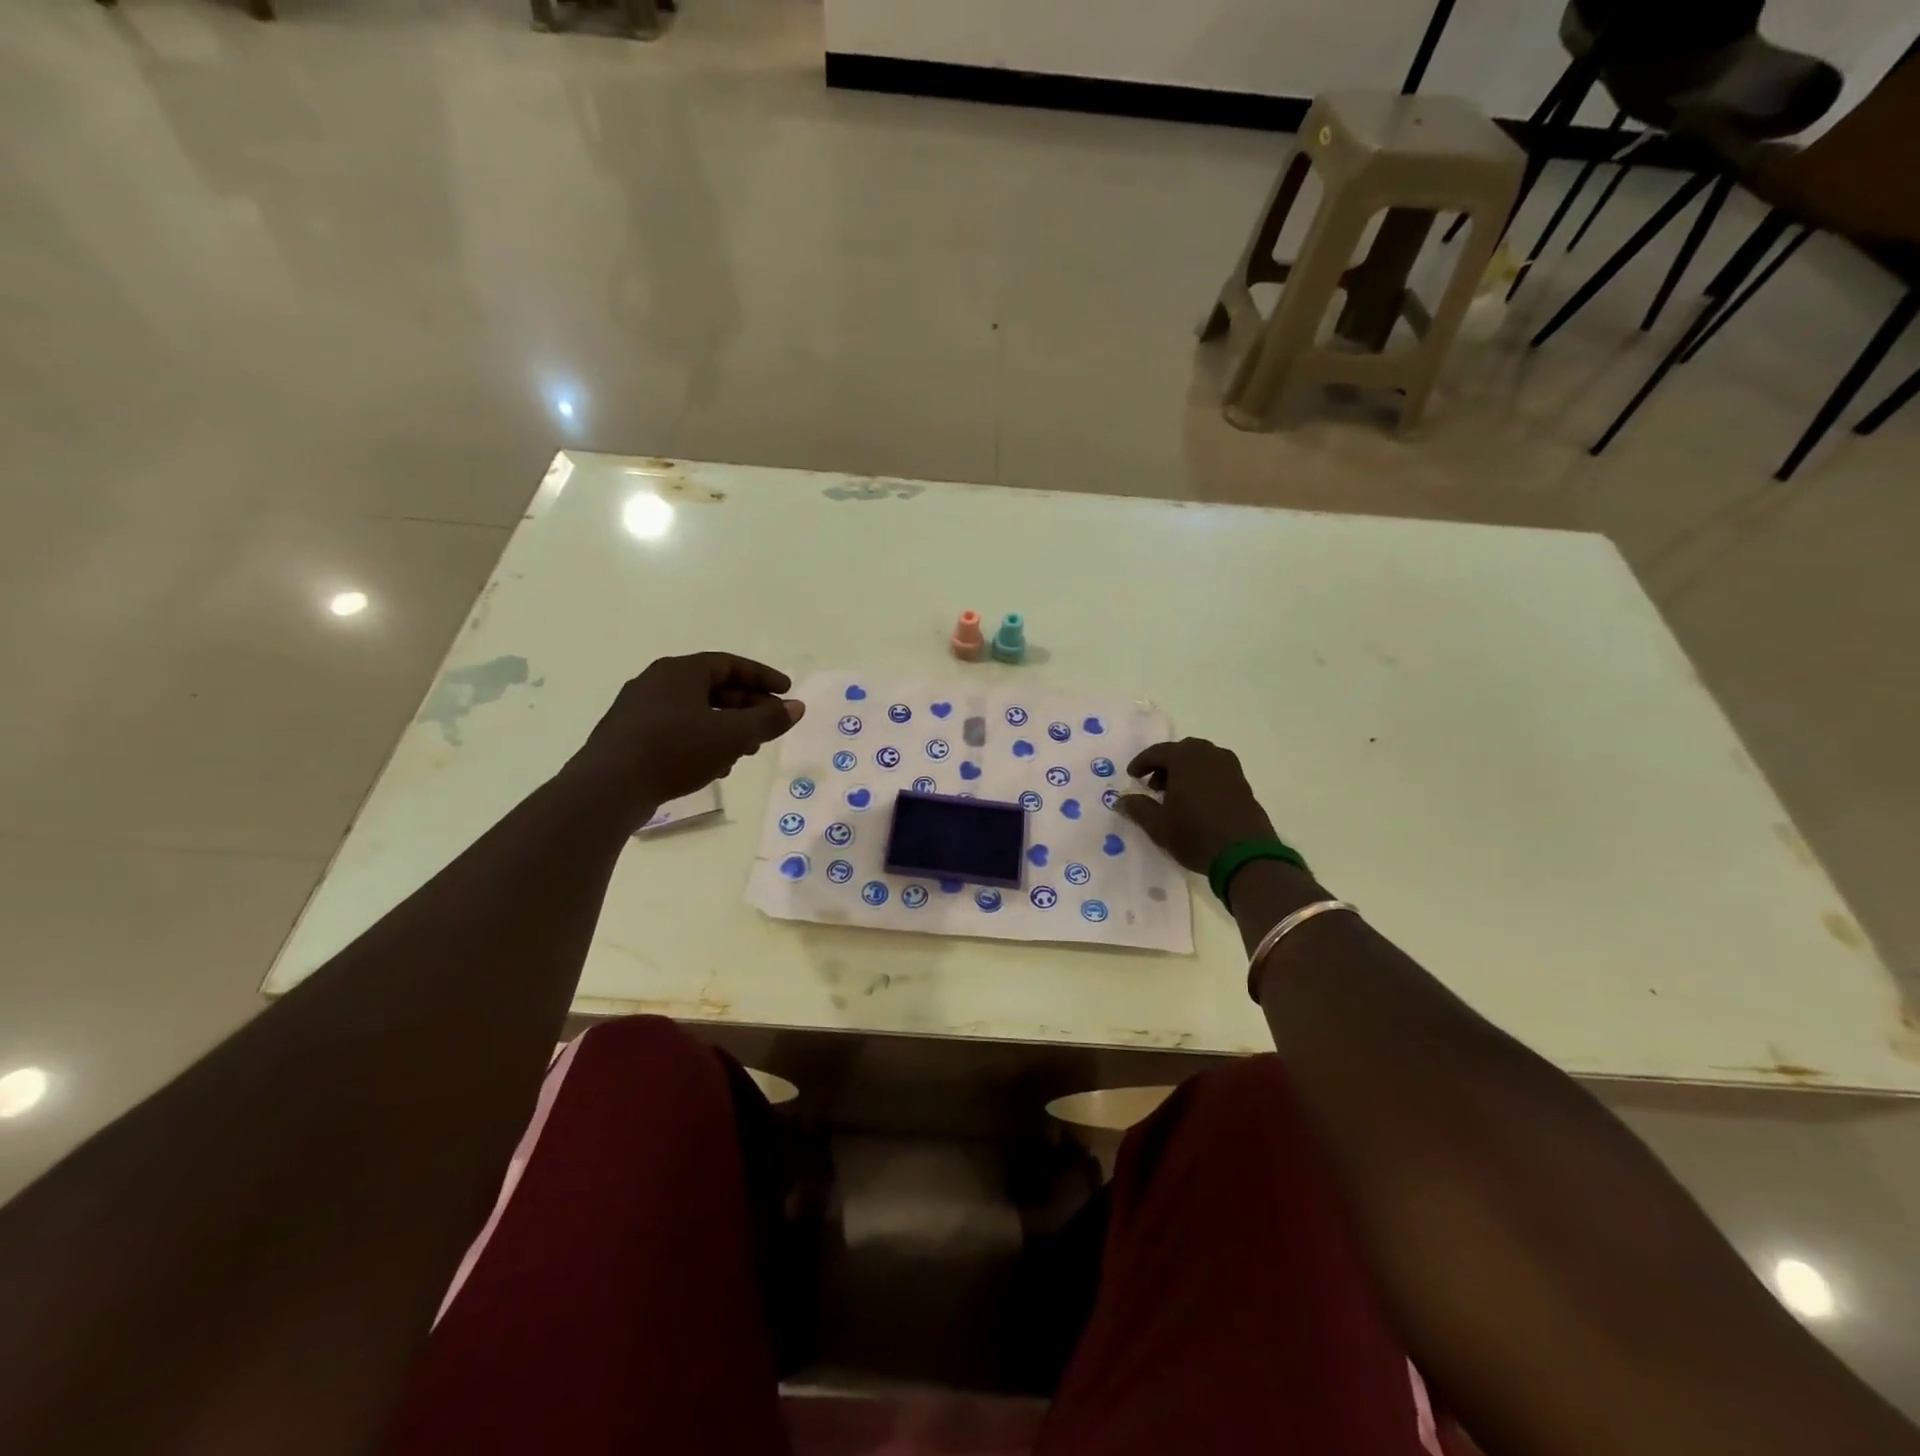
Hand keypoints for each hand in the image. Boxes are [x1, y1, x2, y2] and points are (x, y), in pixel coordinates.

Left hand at [568, 653, 804, 828]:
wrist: (608, 787)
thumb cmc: (675, 750)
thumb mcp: (732, 735)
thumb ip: (768, 720)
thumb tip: (797, 707)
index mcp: (681, 671)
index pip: (730, 664)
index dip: (763, 678)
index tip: (787, 692)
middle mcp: (657, 682)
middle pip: (713, 688)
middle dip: (747, 707)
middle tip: (770, 727)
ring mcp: (639, 709)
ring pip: (696, 712)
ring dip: (726, 728)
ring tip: (747, 751)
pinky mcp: (629, 736)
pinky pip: (677, 730)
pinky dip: (702, 741)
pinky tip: (714, 767)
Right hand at [1116, 738, 1276, 874]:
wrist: (1245, 854)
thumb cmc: (1194, 834)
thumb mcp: (1158, 825)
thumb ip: (1137, 808)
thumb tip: (1121, 800)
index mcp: (1185, 758)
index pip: (1157, 752)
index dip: (1141, 763)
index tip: (1131, 776)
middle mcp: (1209, 755)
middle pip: (1181, 751)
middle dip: (1165, 765)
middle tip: (1153, 785)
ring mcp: (1230, 768)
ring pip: (1201, 760)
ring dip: (1185, 771)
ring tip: (1174, 795)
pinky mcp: (1243, 784)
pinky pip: (1216, 772)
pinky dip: (1202, 779)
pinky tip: (1196, 801)